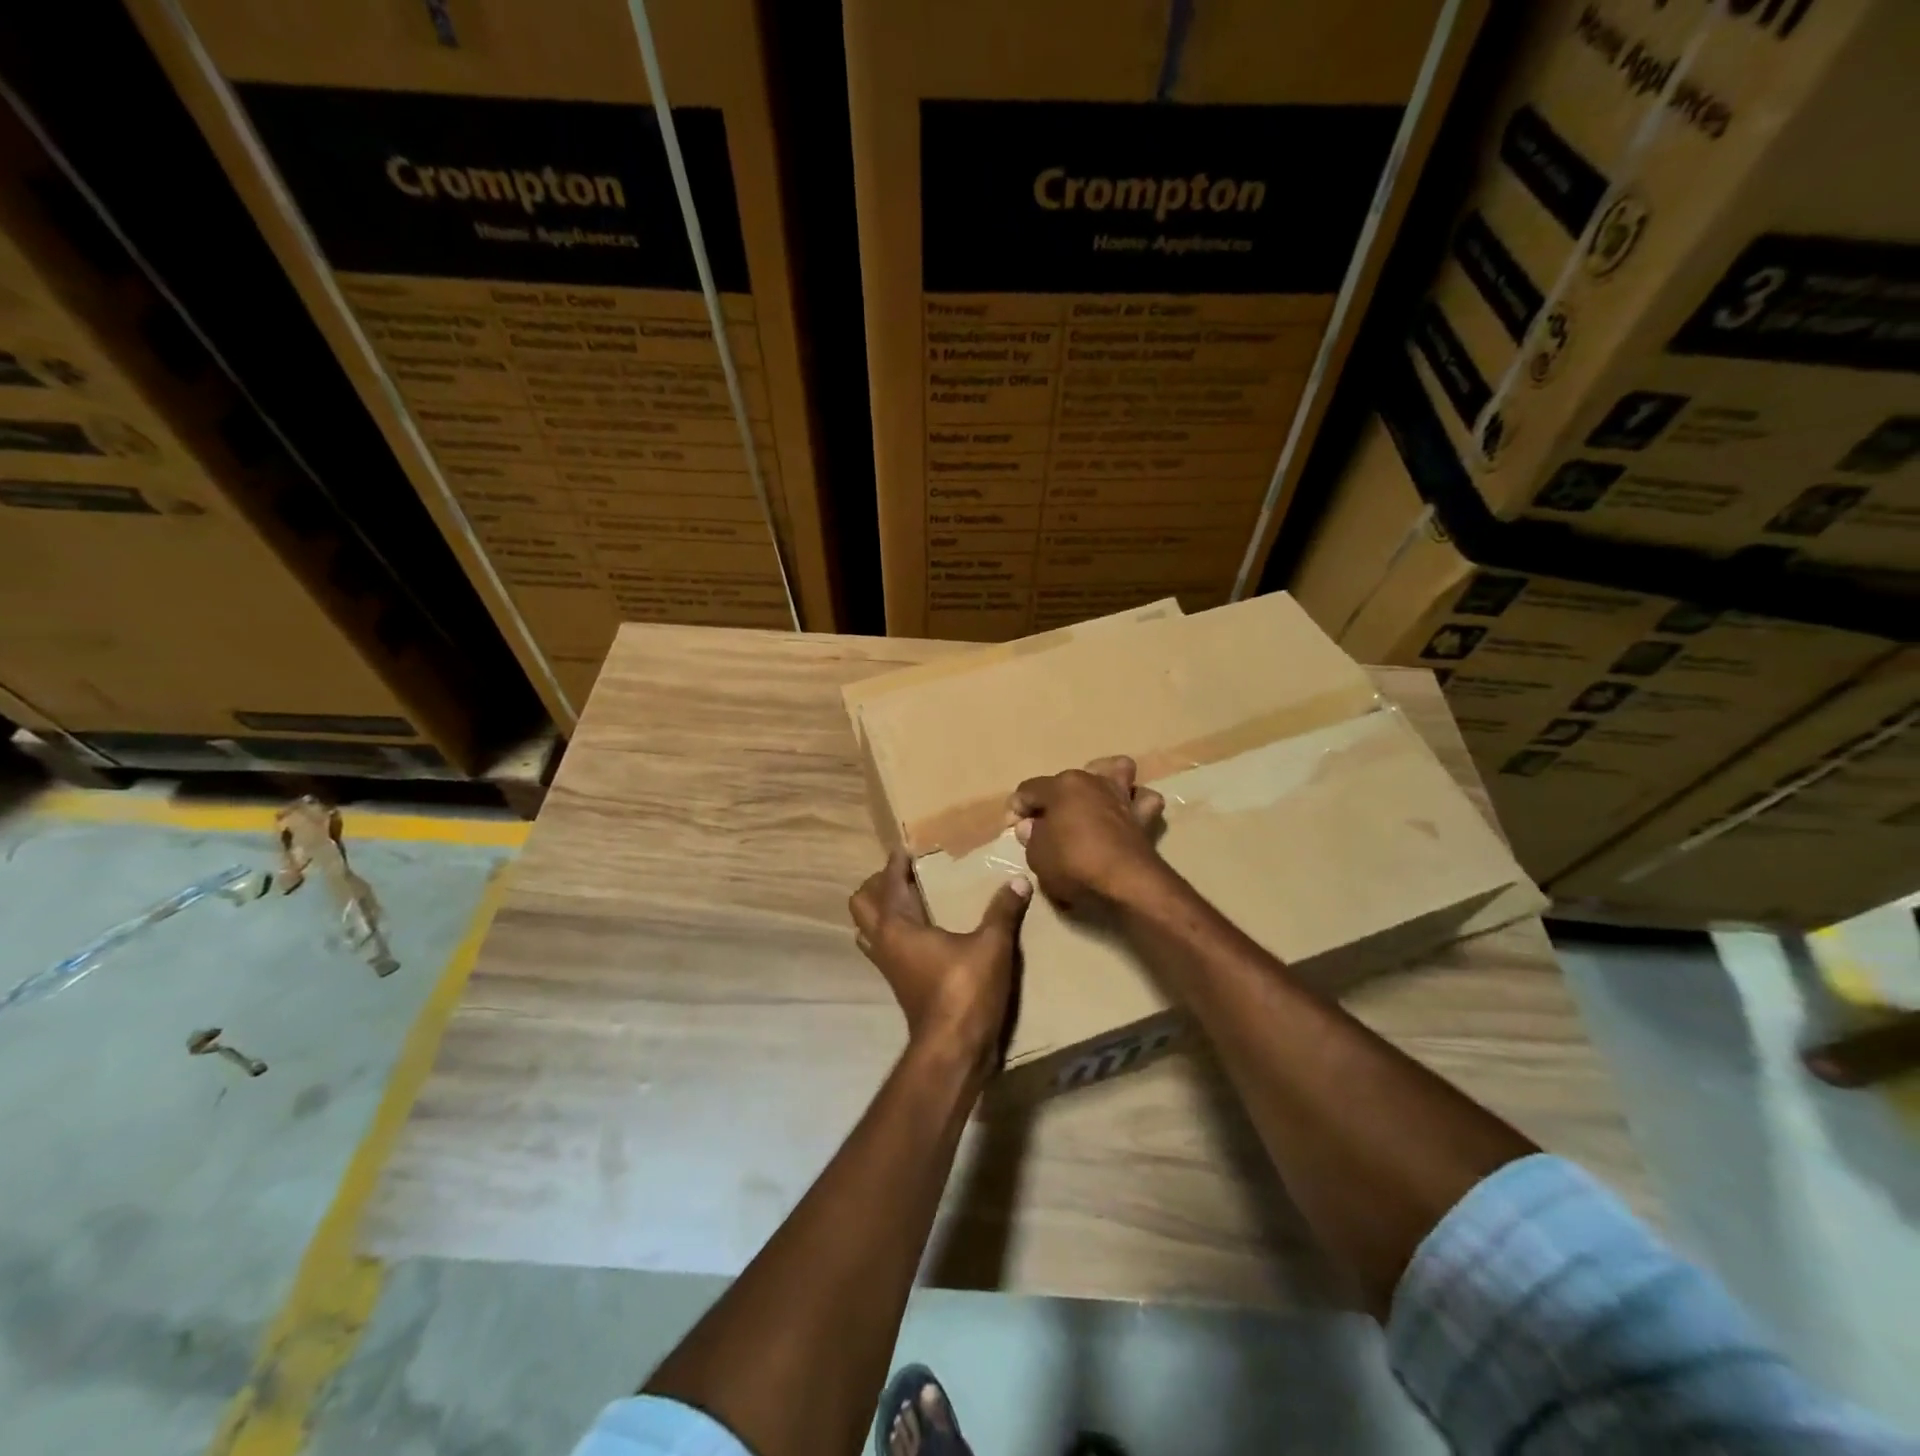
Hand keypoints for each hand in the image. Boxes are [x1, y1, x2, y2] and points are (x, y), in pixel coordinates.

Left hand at [849, 851, 1031, 1072]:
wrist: (953, 1050)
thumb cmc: (965, 990)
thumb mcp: (991, 946)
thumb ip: (1003, 911)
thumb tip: (1020, 881)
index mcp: (897, 925)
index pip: (889, 881)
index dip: (897, 862)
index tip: (908, 846)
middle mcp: (884, 942)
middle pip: (862, 904)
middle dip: (879, 885)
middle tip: (908, 874)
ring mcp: (888, 966)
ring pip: (869, 929)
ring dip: (882, 911)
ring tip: (912, 899)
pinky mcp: (900, 983)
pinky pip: (885, 947)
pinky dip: (896, 933)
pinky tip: (926, 933)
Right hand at [1007, 755, 1166, 907]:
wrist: (1125, 883)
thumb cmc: (1073, 864)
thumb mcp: (1037, 855)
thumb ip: (1032, 837)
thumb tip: (1031, 827)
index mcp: (1061, 786)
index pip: (1029, 790)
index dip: (1017, 809)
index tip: (1013, 829)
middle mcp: (1092, 782)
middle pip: (1067, 780)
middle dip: (1054, 798)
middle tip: (1046, 825)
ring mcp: (1121, 795)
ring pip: (1117, 770)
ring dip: (1106, 780)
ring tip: (1094, 801)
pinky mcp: (1143, 816)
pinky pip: (1144, 800)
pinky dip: (1136, 803)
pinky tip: (1127, 815)